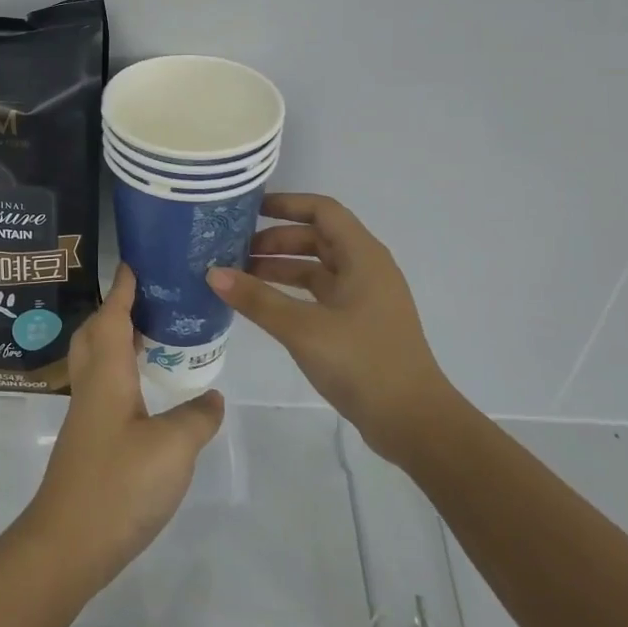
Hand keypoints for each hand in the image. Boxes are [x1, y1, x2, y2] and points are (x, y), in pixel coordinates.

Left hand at [20, 265, 225, 597]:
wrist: (68, 543)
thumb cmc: (119, 484)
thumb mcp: (173, 449)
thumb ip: (197, 418)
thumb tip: (212, 397)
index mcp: (108, 374)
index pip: (113, 317)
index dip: (124, 290)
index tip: (135, 264)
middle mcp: (92, 386)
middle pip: (95, 333)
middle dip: (116, 310)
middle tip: (149, 300)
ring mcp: (86, 416)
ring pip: (96, 361)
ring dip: (117, 340)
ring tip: (153, 337)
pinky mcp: (89, 441)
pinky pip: (103, 387)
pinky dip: (121, 372)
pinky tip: (145, 391)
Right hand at [208, 193, 452, 466]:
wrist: (414, 422)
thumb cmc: (362, 362)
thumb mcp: (303, 328)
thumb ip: (257, 299)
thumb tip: (213, 273)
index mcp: (362, 256)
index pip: (322, 211)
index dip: (286, 204)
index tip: (248, 210)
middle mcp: (366, 269)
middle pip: (316, 238)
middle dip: (275, 240)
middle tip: (234, 250)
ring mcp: (364, 298)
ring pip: (317, 268)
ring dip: (281, 267)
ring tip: (240, 277)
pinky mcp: (359, 324)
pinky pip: (320, 294)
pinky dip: (292, 293)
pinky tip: (264, 306)